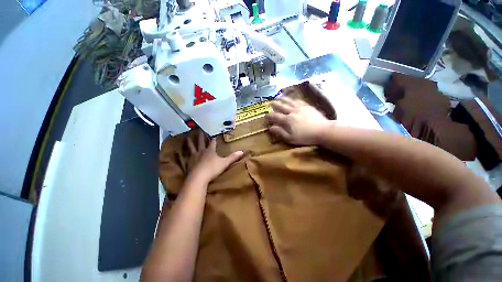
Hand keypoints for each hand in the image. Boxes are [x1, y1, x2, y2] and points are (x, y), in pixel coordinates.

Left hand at [185, 133, 243, 183]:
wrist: (198, 178)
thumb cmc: (213, 169)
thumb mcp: (225, 163)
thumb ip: (233, 157)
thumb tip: (242, 151)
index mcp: (210, 151)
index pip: (212, 142)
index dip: (213, 139)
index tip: (213, 134)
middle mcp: (201, 151)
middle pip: (201, 142)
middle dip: (200, 136)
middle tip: (198, 130)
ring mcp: (194, 157)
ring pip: (191, 148)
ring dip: (190, 142)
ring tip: (187, 138)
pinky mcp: (188, 163)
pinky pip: (186, 157)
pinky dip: (184, 154)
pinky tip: (181, 154)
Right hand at [265, 97, 330, 145]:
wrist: (323, 131)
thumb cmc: (305, 137)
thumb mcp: (290, 138)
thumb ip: (280, 132)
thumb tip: (270, 128)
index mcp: (287, 120)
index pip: (275, 116)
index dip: (269, 116)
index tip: (265, 116)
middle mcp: (292, 112)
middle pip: (281, 106)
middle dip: (274, 104)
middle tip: (270, 103)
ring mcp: (300, 108)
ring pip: (289, 101)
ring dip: (283, 99)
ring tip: (278, 97)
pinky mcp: (308, 106)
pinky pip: (299, 101)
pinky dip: (293, 99)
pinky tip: (292, 99)